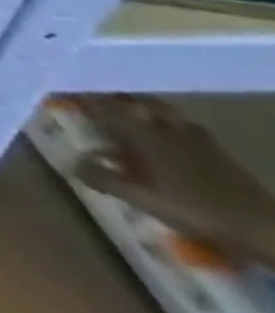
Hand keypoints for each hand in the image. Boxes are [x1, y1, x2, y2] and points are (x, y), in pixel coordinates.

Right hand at [73, 96, 274, 267]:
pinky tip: (171, 134)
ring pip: (160, 110)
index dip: (78, 94)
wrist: (265, 228)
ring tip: (130, 107)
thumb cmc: (197, 209)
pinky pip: (183, 125)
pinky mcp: (215, 150)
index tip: (59, 85)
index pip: (100, 105)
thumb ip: (104, 178)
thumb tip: (71, 162)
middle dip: (110, 94)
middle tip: (94, 92)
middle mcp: (162, 126)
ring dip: (141, 105)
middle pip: (132, 101)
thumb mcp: (143, 199)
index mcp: (141, 132)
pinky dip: (169, 122)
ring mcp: (193, 137)